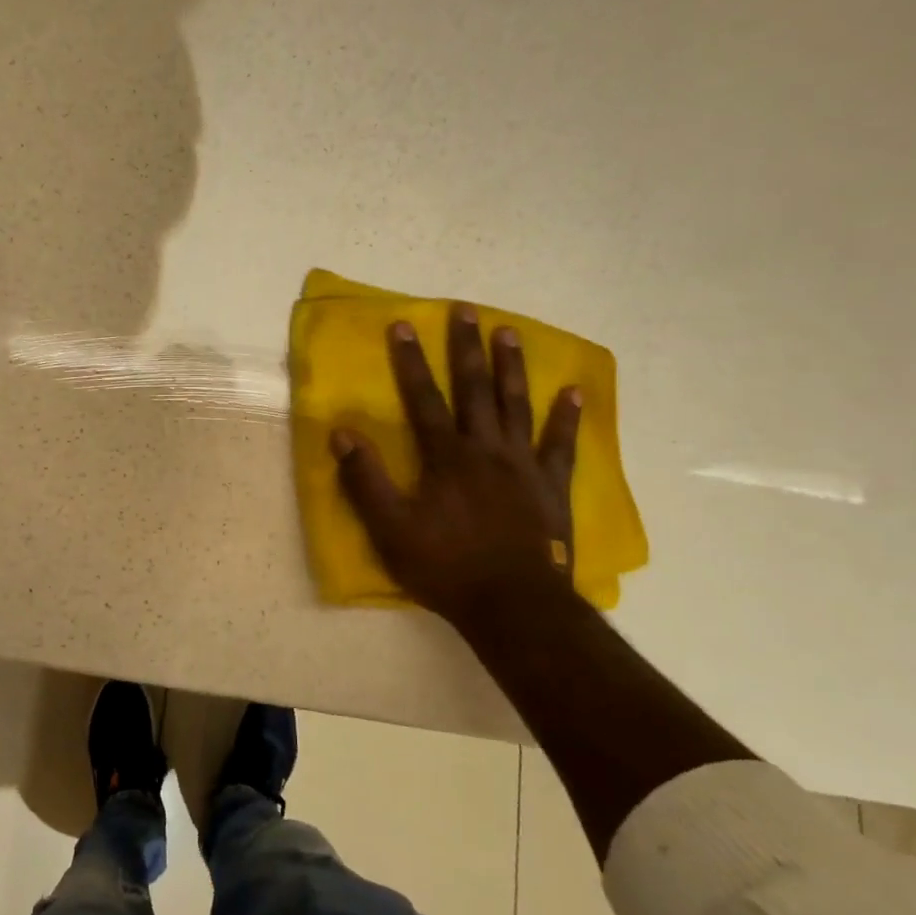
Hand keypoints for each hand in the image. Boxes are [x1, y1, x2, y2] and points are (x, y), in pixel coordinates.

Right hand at [331, 307, 581, 625]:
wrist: (513, 605)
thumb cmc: (445, 567)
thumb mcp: (390, 528)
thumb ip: (366, 480)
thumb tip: (342, 433)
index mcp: (445, 457)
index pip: (423, 398)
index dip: (410, 362)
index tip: (403, 325)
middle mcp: (485, 449)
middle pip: (474, 389)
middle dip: (465, 348)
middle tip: (466, 309)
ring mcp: (522, 465)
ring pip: (516, 405)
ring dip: (511, 367)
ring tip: (509, 332)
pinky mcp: (551, 486)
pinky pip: (560, 444)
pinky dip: (567, 417)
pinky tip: (574, 391)